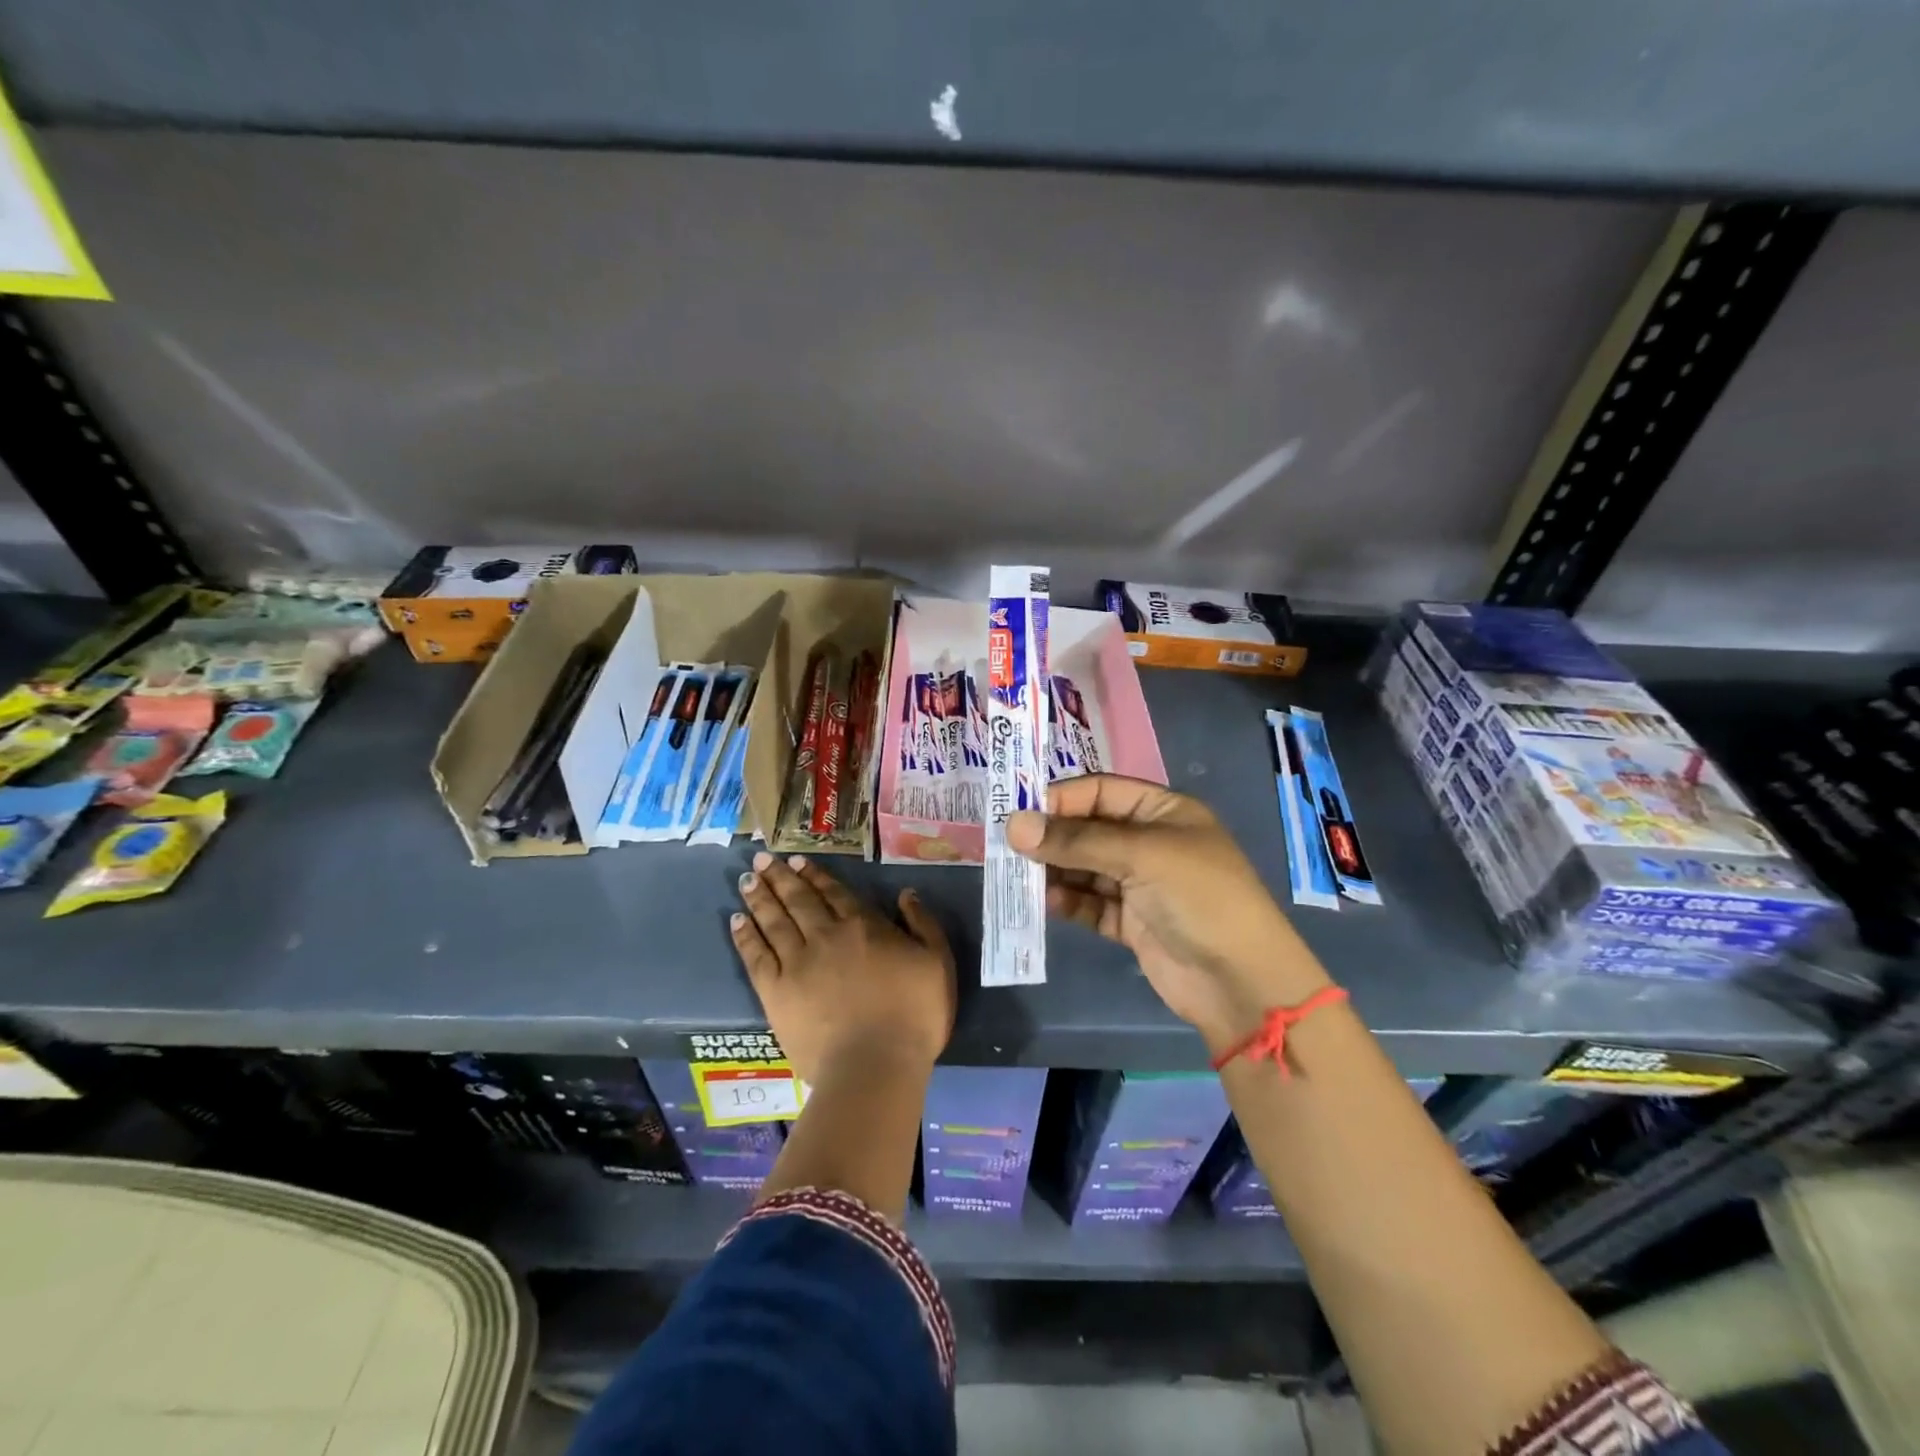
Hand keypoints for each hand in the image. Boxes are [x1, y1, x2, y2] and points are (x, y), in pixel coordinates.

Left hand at [730, 851, 956, 1085]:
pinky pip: (757, 957)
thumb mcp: (937, 962)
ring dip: (760, 897)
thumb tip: (906, 894)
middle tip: (763, 858)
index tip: (797, 860)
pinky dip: (746, 937)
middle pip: (799, 900)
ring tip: (747, 879)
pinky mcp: (777, 993)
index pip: (834, 893)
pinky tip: (737, 921)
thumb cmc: (914, 1015)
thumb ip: (923, 924)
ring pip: (774, 921)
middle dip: (781, 877)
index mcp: (863, 926)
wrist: (876, 1065)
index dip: (815, 875)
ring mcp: (798, 963)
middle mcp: (826, 936)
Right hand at [1007, 775, 1330, 1057]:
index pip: (1101, 791)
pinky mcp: (1131, 922)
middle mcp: (1150, 842)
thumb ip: (1076, 841)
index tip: (1019, 812)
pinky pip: (1089, 903)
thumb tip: (1014, 826)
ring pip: (1085, 868)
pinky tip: (1044, 901)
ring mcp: (1140, 884)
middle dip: (1051, 836)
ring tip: (1017, 875)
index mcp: (1163, 812)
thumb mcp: (1141, 856)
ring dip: (1053, 870)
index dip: (1061, 798)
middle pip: (1088, 829)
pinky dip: (1067, 901)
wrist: (1242, 982)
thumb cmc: (1200, 898)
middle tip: (1007, 846)